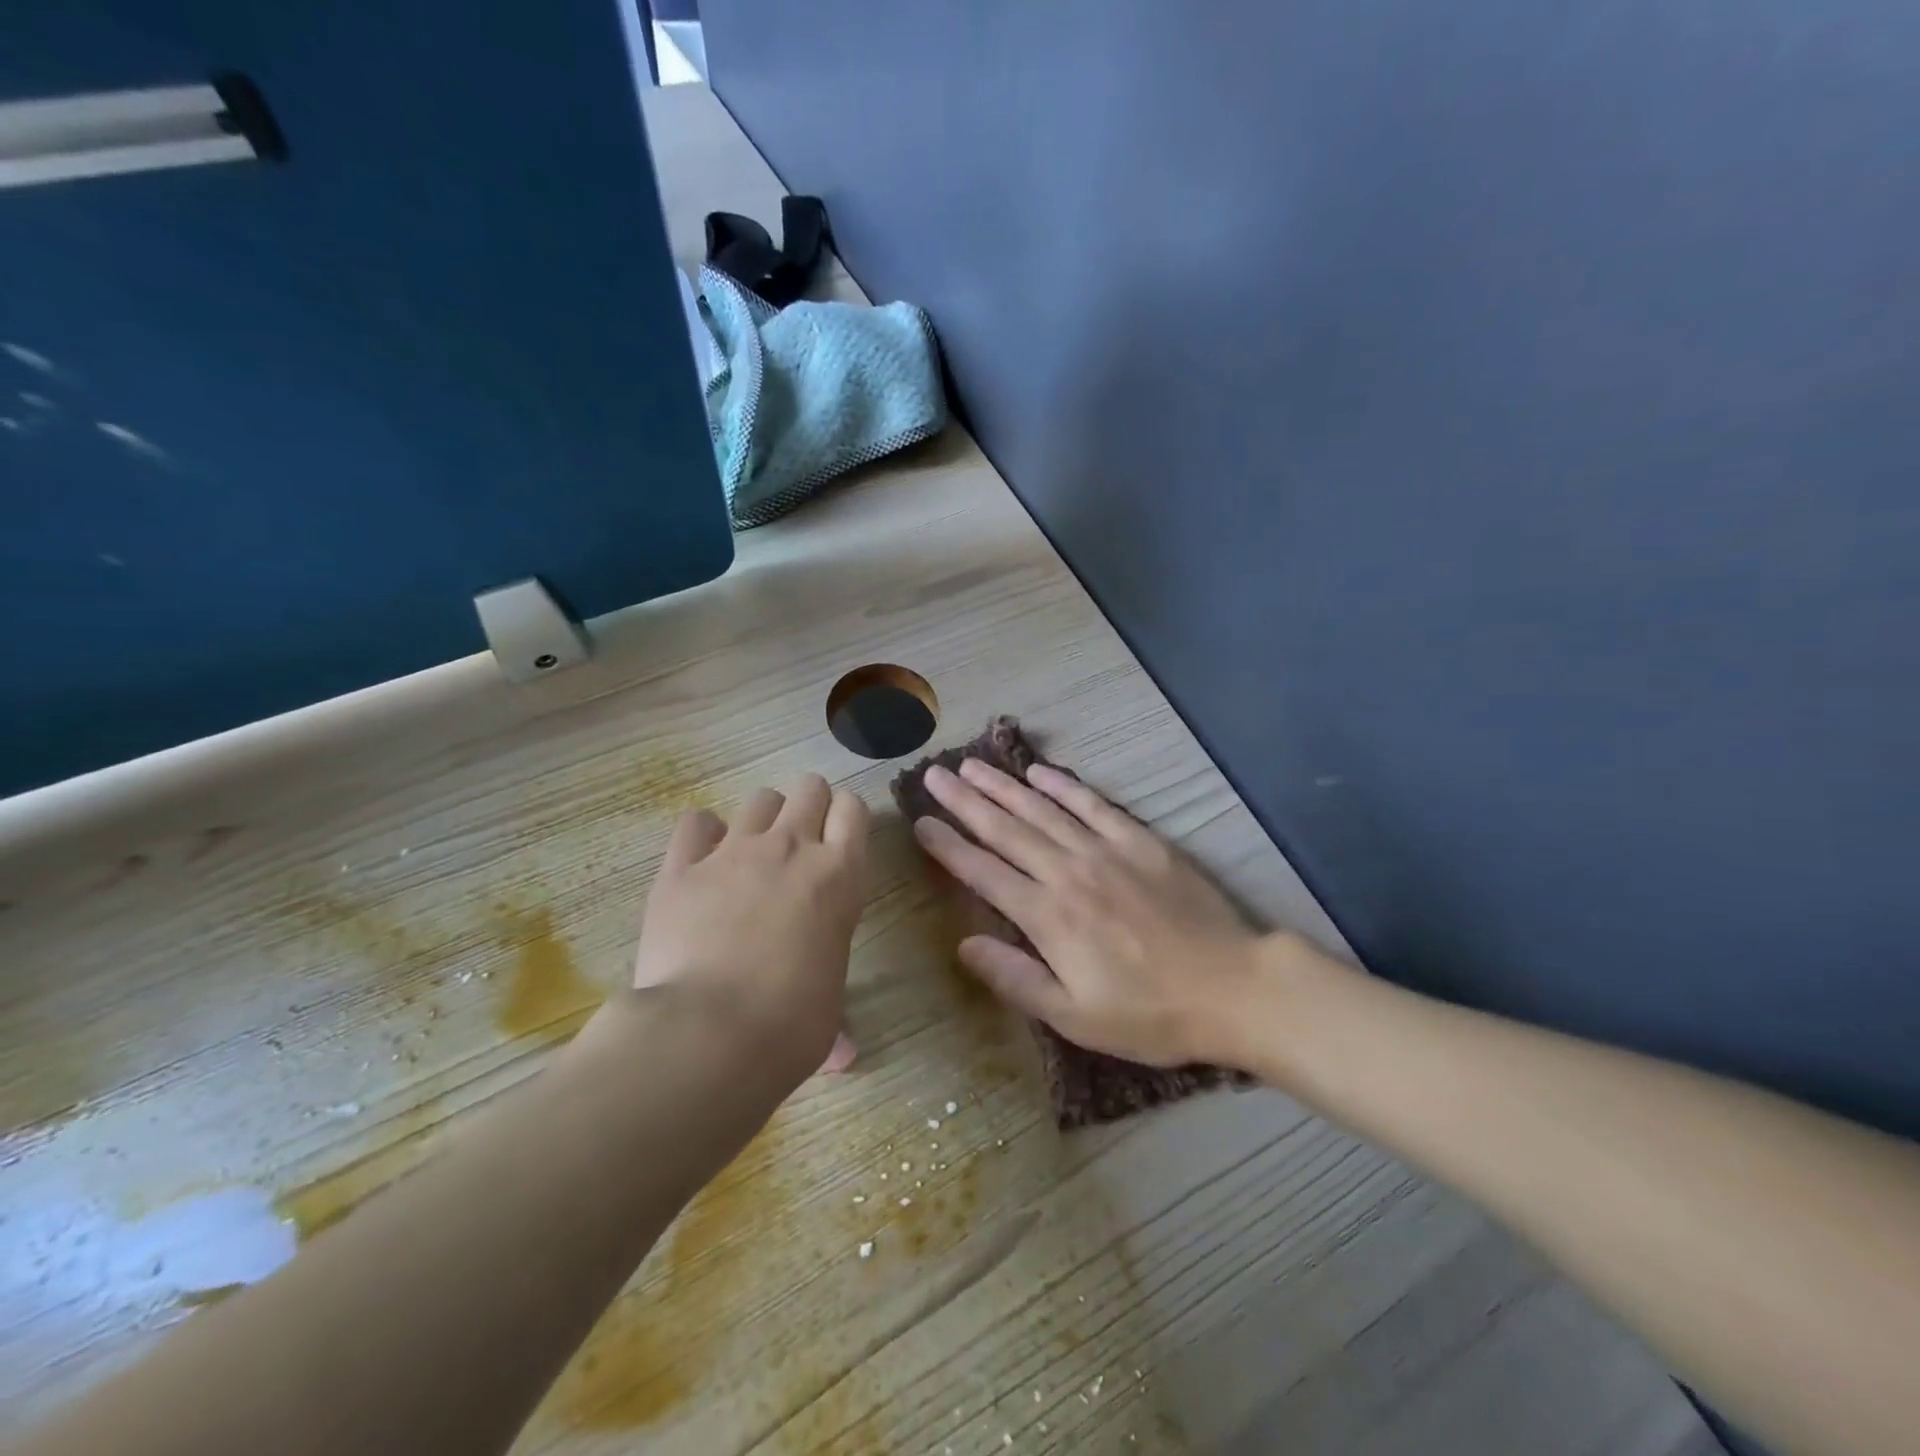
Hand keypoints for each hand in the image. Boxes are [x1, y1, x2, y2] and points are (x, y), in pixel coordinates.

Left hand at [634, 774, 868, 1083]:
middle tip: (799, 847)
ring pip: (759, 798)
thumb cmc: (791, 1025)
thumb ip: (832, 1010)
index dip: (847, 818)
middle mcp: (791, 848)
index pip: (854, 809)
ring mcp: (734, 851)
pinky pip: (695, 823)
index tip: (840, 841)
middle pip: (810, 787)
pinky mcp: (682, 866)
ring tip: (752, 855)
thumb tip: (844, 1055)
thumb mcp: (829, 1008)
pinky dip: (703, 836)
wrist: (709, 1033)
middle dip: (809, 807)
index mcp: (839, 875)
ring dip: (763, 820)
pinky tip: (702, 862)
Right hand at [912, 759, 1264, 1066]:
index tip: (921, 822)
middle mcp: (1068, 873)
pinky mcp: (1140, 841)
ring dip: (1003, 787)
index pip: (984, 872)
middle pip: (1005, 830)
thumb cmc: (1150, 1014)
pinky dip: (1063, 786)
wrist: (1232, 988)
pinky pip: (1093, 805)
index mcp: (1048, 917)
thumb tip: (964, 944)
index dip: (948, 847)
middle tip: (934, 775)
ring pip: (1042, 811)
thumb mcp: (1075, 1016)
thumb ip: (1016, 978)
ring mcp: (1105, 851)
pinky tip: (1039, 772)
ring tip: (972, 766)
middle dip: (965, 802)